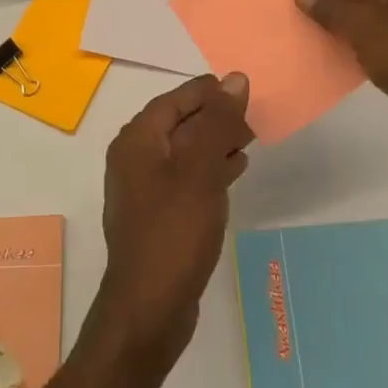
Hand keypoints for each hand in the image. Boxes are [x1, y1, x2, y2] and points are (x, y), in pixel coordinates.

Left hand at [95, 73, 253, 365]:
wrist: (149, 309)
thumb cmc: (173, 231)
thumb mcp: (200, 170)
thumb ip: (218, 122)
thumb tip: (236, 78)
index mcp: (137, 141)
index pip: (173, 100)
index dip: (207, 91)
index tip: (241, 87)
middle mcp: (135, 159)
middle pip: (178, 124)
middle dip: (214, 116)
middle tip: (252, 114)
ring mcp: (145, 190)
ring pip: (184, 151)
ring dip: (215, 141)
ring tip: (250, 137)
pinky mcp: (159, 216)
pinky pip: (187, 178)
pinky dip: (210, 168)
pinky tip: (235, 169)